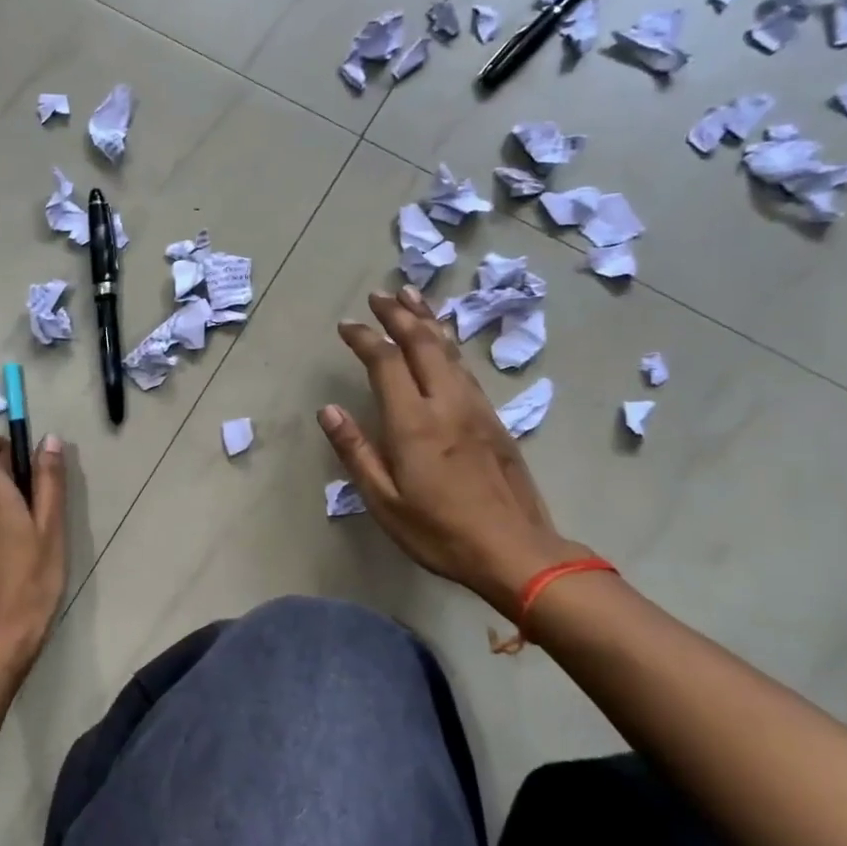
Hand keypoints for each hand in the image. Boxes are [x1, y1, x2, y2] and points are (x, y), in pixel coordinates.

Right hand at [318, 287, 587, 619]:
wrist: (517, 552)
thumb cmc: (440, 532)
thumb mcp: (384, 501)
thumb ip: (356, 451)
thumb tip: (329, 411)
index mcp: (415, 423)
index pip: (386, 362)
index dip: (365, 337)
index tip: (346, 325)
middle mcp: (447, 403)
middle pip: (423, 343)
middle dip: (399, 314)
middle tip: (379, 294)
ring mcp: (476, 409)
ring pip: (450, 350)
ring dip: (428, 320)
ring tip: (412, 296)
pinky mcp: (494, 419)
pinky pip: (466, 367)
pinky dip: (449, 344)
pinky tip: (445, 341)